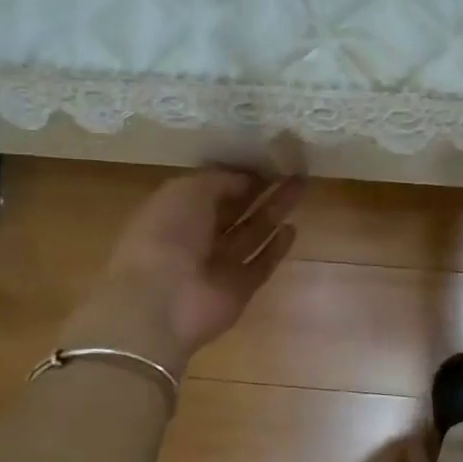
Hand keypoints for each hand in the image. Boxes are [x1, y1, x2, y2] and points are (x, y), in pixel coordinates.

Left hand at [70, 169, 304, 372]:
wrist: (161, 301)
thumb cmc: (167, 235)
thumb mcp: (187, 190)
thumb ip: (220, 180)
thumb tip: (248, 179)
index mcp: (176, 211)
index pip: (213, 189)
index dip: (239, 175)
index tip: (268, 160)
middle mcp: (198, 237)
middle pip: (236, 210)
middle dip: (263, 190)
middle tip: (294, 170)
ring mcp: (220, 265)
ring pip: (252, 233)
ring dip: (275, 211)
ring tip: (301, 188)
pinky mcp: (240, 289)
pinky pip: (261, 264)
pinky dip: (276, 248)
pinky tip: (292, 228)